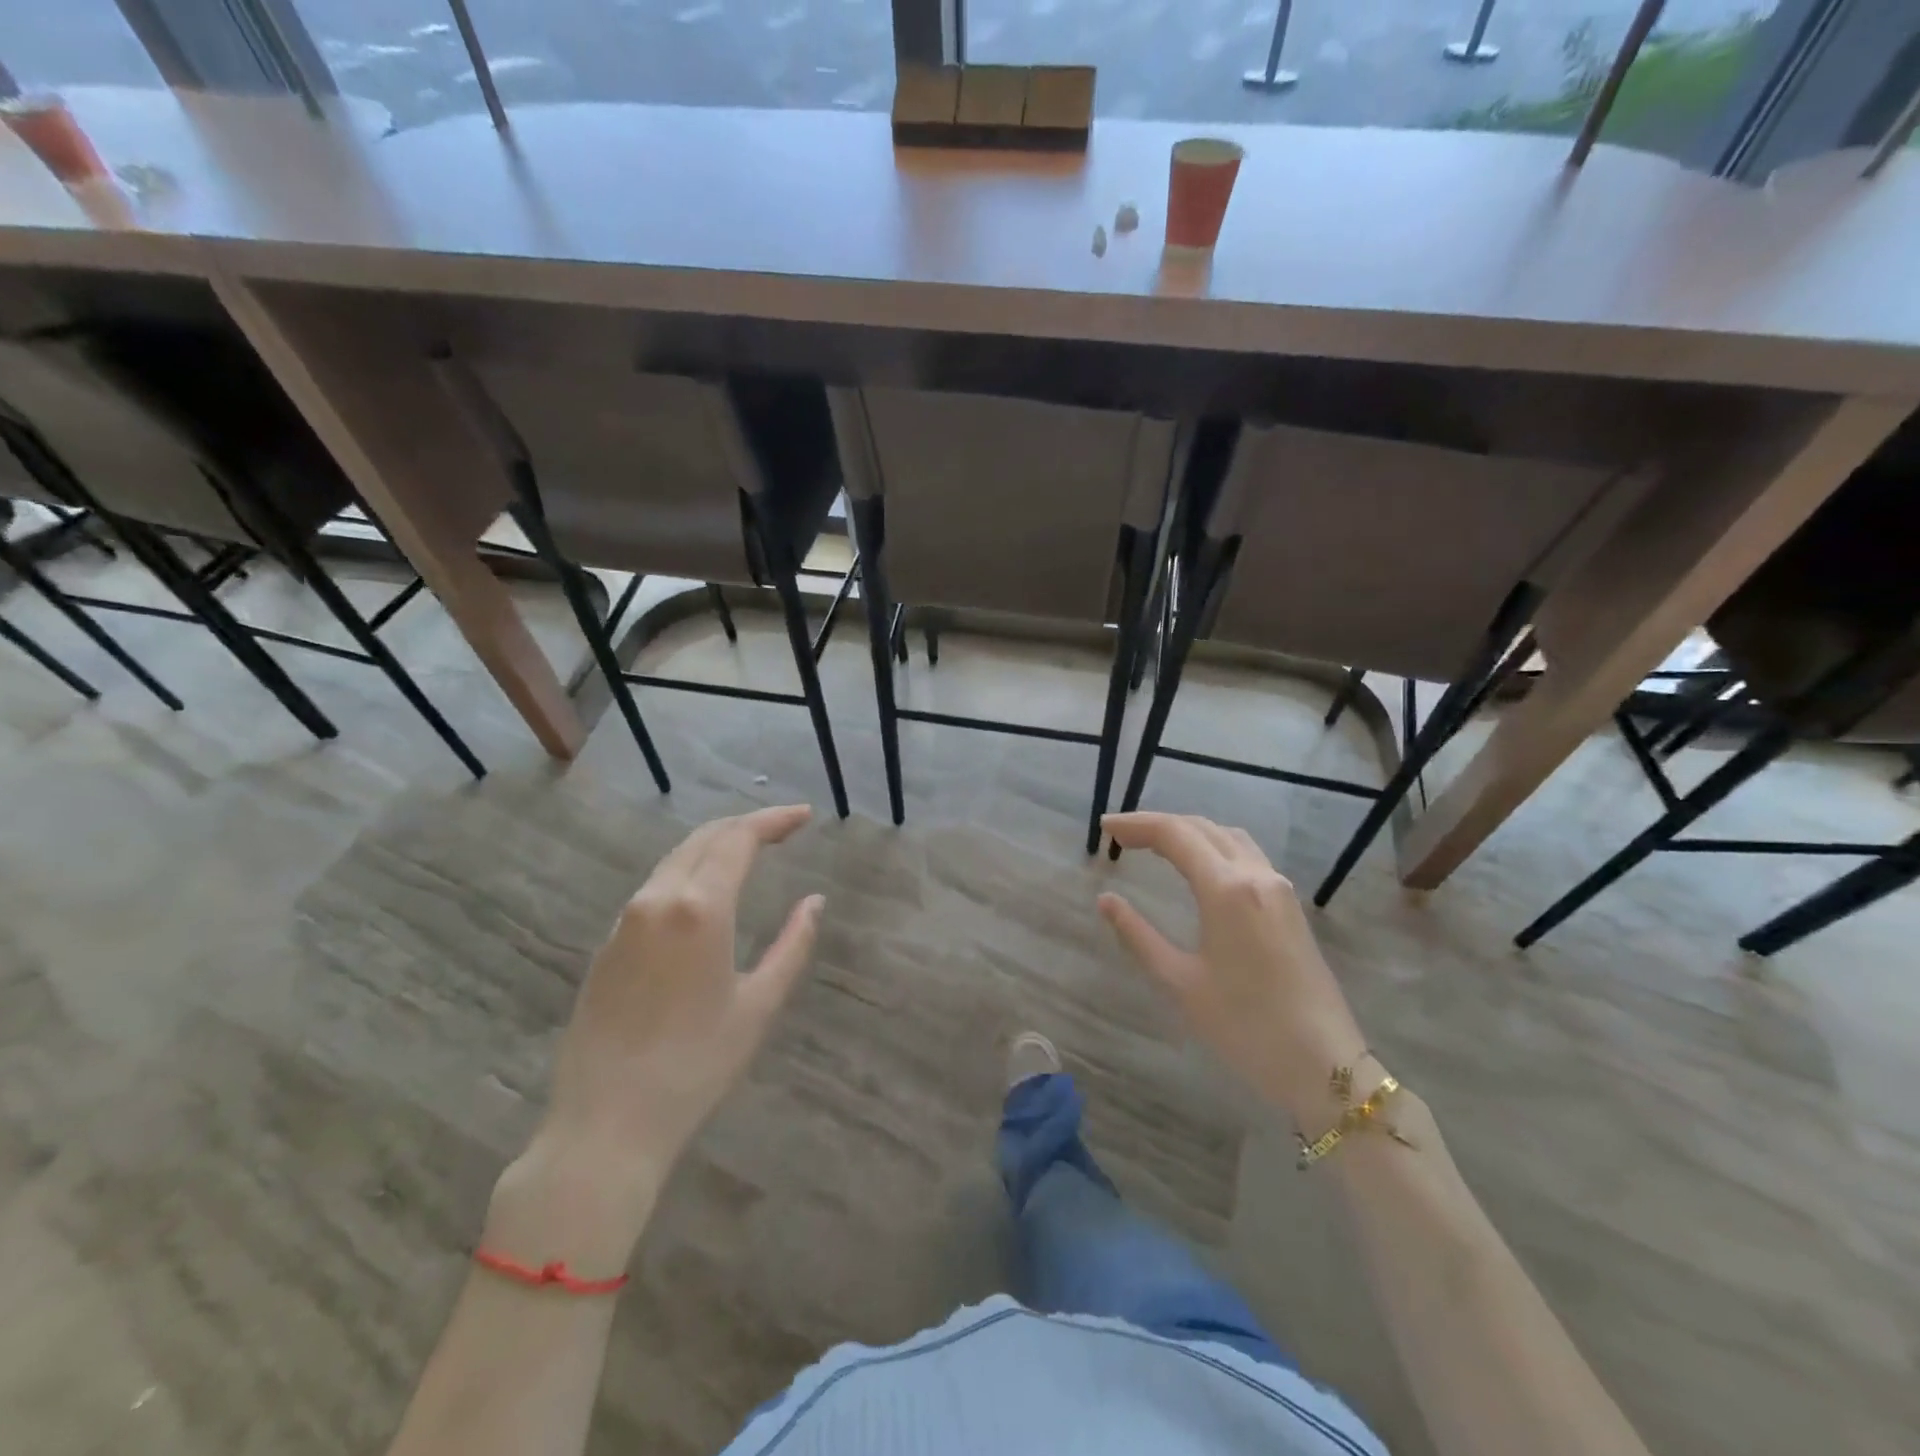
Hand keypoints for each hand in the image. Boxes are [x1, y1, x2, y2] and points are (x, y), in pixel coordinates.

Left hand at [487, 805, 823, 1267]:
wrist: (605, 1125)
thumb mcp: (759, 1006)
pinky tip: (705, 891)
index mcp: (700, 908)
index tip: (804, 816)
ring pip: (675, 859)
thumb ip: (793, 945)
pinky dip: (688, 872)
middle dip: (745, 825)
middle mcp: (658, 899)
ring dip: (715, 846)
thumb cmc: (696, 1067)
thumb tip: (814, 902)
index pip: (739, 839)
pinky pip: (655, 887)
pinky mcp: (607, 944)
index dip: (774, 820)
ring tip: (749, 851)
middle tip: (782, 828)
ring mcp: (625, 920)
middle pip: (704, 838)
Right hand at [1099, 812, 1367, 1127]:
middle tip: (1121, 835)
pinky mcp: (1290, 905)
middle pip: (1201, 828)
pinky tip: (1199, 865)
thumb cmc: (1245, 1026)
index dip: (1136, 825)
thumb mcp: (1180, 982)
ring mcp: (1279, 888)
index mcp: (1226, 889)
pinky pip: (1246, 854)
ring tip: (1155, 844)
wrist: (1324, 1065)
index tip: (1104, 827)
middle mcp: (1256, 875)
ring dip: (1189, 831)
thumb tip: (1106, 901)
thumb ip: (1138, 935)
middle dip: (1157, 824)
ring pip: (1228, 836)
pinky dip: (1213, 846)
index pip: (1174, 834)